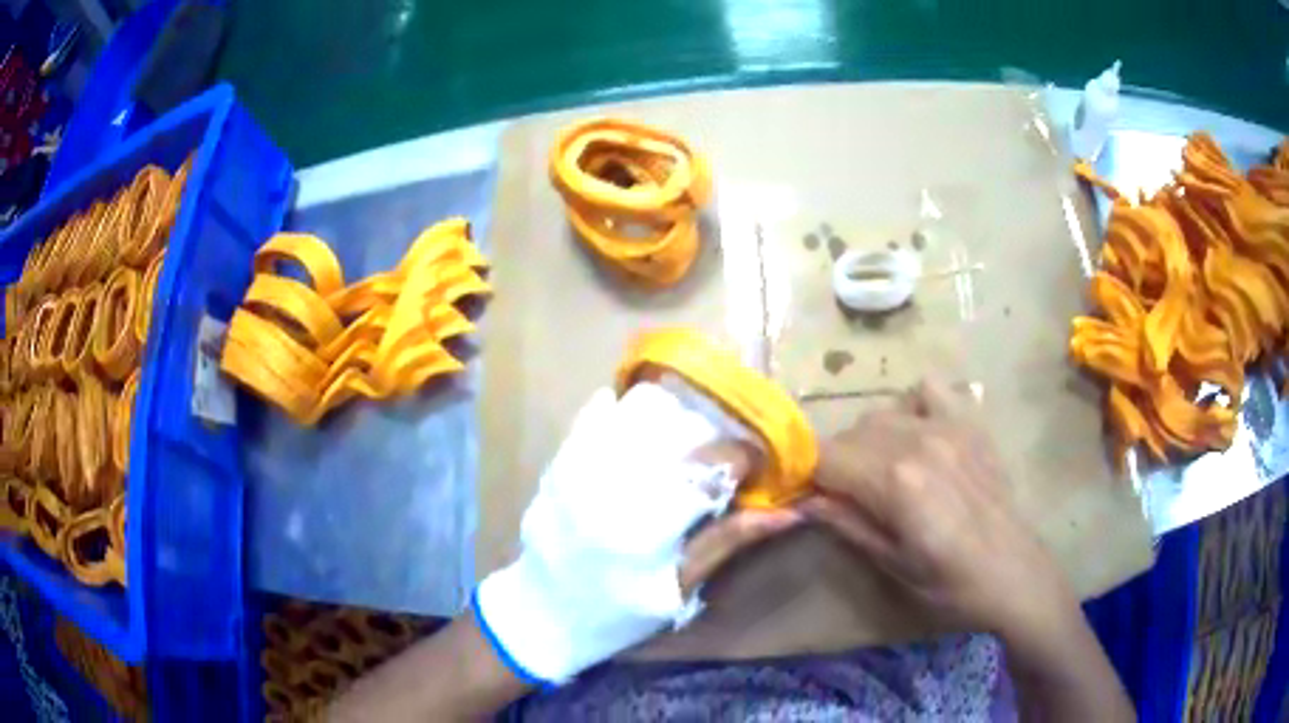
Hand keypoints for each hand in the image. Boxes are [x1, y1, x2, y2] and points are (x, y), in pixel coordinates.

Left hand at [475, 383, 799, 684]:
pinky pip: (599, 411)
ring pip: (640, 408)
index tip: (757, 465)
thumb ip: (728, 542)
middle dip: (714, 430)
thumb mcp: (678, 589)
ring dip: (675, 415)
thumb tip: (787, 511)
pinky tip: (645, 427)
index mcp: (645, 523)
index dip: (744, 457)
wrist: (544, 611)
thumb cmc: (618, 612)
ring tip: (688, 439)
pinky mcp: (560, 456)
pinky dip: (629, 409)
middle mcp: (610, 481)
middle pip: (679, 425)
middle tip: (724, 452)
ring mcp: (579, 463)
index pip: (710, 466)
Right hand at [803, 378, 1073, 637]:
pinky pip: (928, 390)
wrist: (1013, 574)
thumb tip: (802, 500)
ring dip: (869, 439)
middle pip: (851, 432)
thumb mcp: (891, 564)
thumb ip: (846, 524)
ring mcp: (947, 425)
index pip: (824, 456)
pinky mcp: (969, 423)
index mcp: (895, 482)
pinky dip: (912, 406)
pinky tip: (918, 435)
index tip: (808, 496)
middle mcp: (917, 441)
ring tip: (882, 472)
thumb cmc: (949, 584)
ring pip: (882, 413)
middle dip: (836, 462)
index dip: (807, 475)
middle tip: (846, 496)